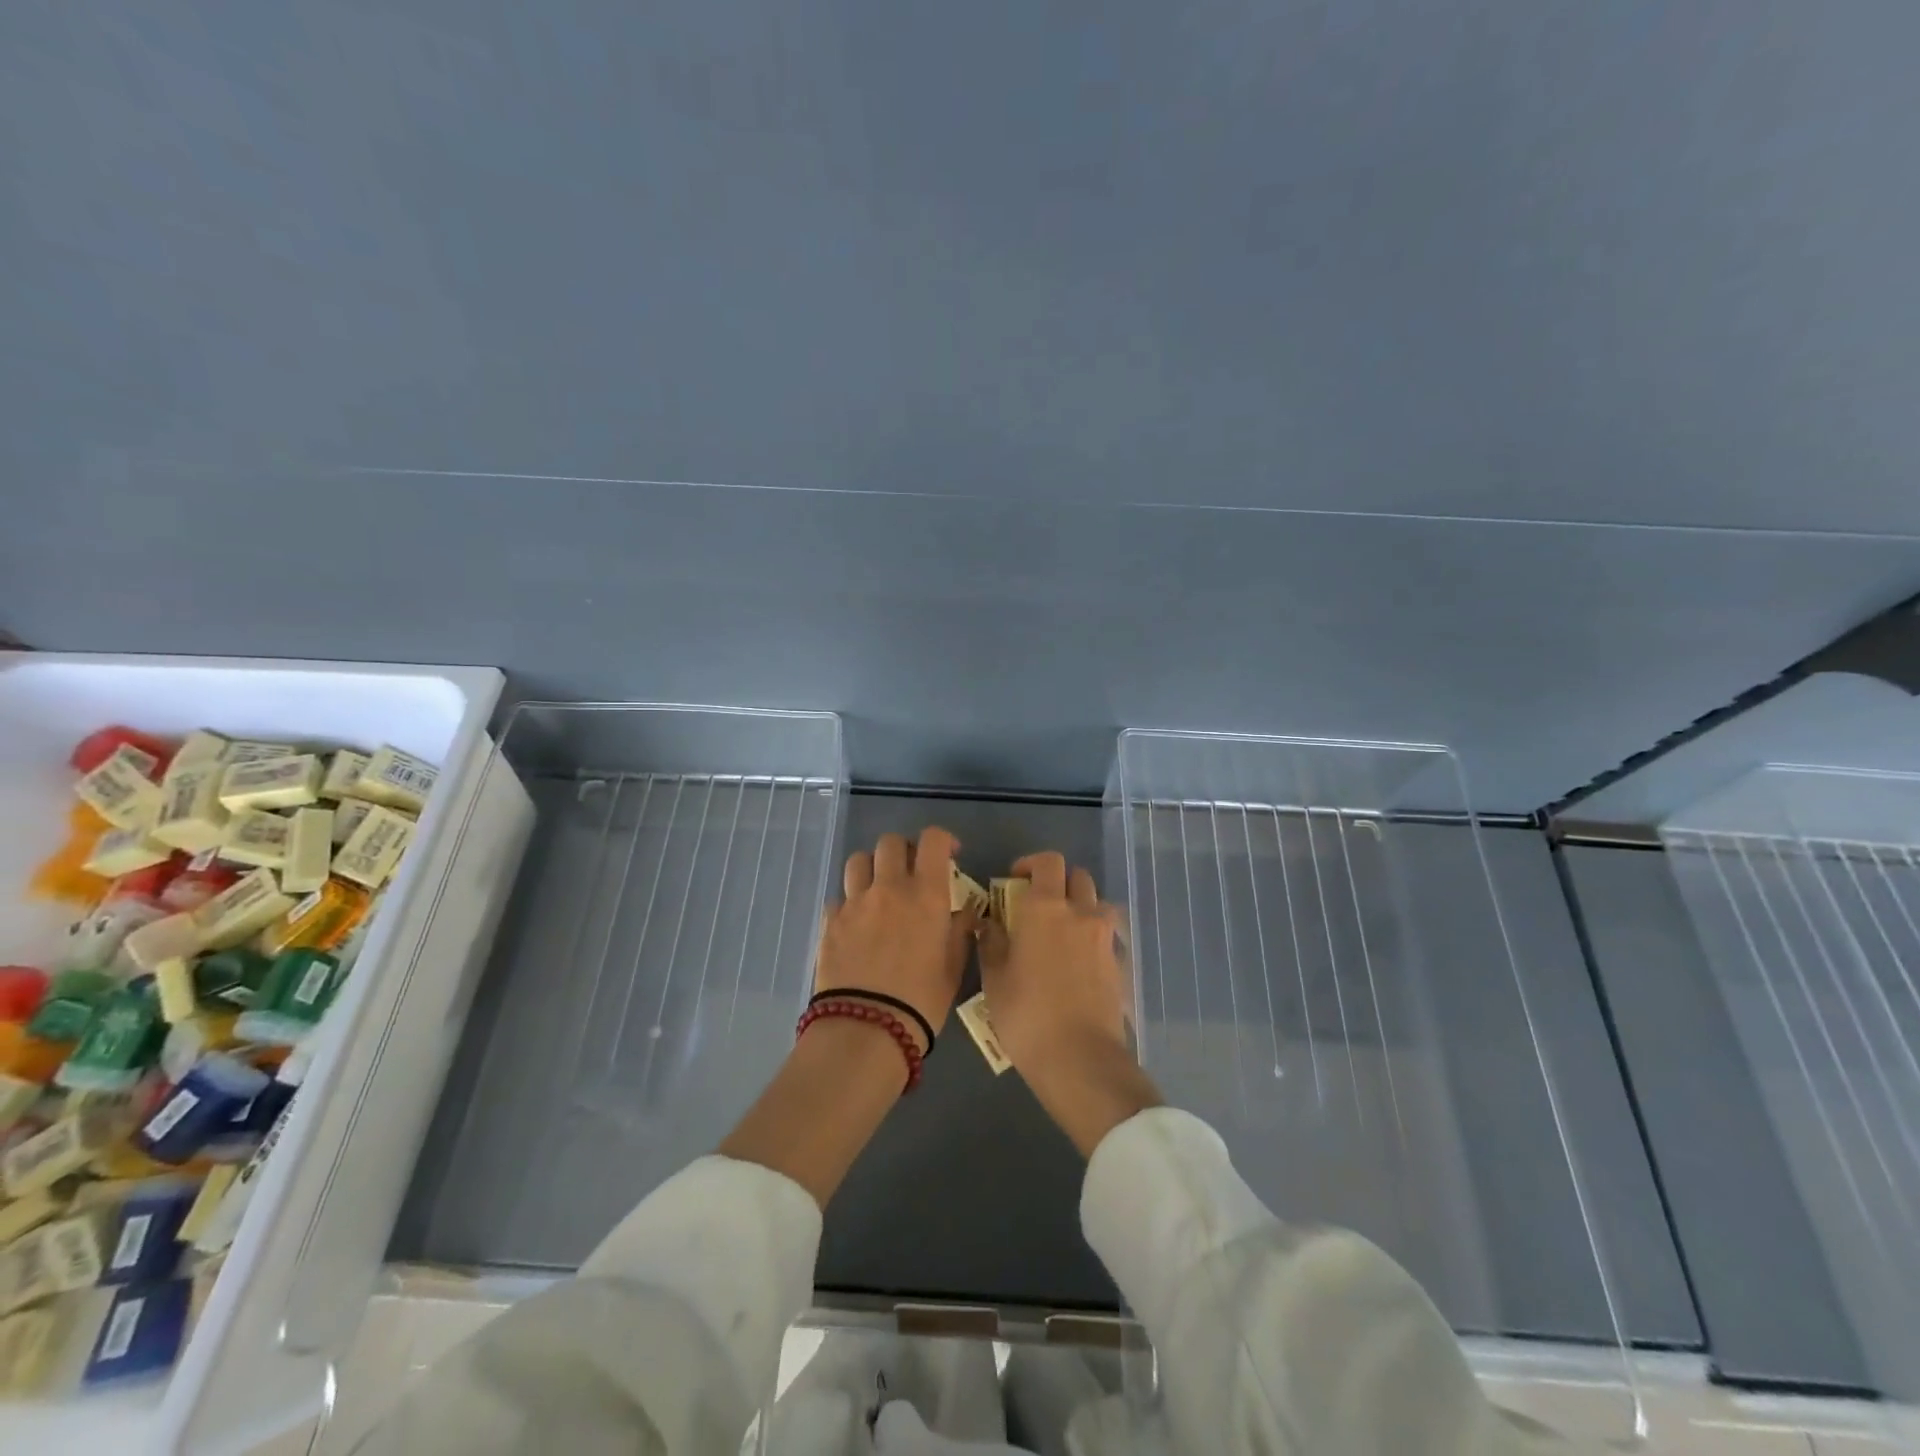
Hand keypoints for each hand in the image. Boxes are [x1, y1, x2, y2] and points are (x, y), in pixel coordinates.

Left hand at [815, 827, 975, 1052]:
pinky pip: (839, 896)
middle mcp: (889, 887)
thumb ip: (960, 931)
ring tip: (879, 889)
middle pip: (891, 842)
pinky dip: (850, 902)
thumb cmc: (922, 1001)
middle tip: (912, 872)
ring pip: (858, 860)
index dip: (943, 840)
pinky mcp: (830, 921)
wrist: (867, 1030)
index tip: (950, 855)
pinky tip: (856, 922)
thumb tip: (964, 912)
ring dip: (872, 868)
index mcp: (926, 894)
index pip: (933, 840)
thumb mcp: (953, 967)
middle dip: (904, 850)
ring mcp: (855, 902)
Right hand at [979, 852, 1161, 1155]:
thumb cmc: (1026, 1015)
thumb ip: (991, 943)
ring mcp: (1105, 938)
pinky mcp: (1120, 963)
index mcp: (1045, 908)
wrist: (1080, 1058)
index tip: (1016, 879)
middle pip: (1077, 876)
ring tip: (1063, 930)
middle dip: (1058, 882)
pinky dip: (1094, 937)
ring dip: (1082, 906)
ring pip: (1098, 903)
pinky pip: (1108, 936)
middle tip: (1038, 905)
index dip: (1032, 864)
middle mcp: (1080, 913)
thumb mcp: (995, 979)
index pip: (1048, 862)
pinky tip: (1080, 962)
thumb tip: (989, 922)